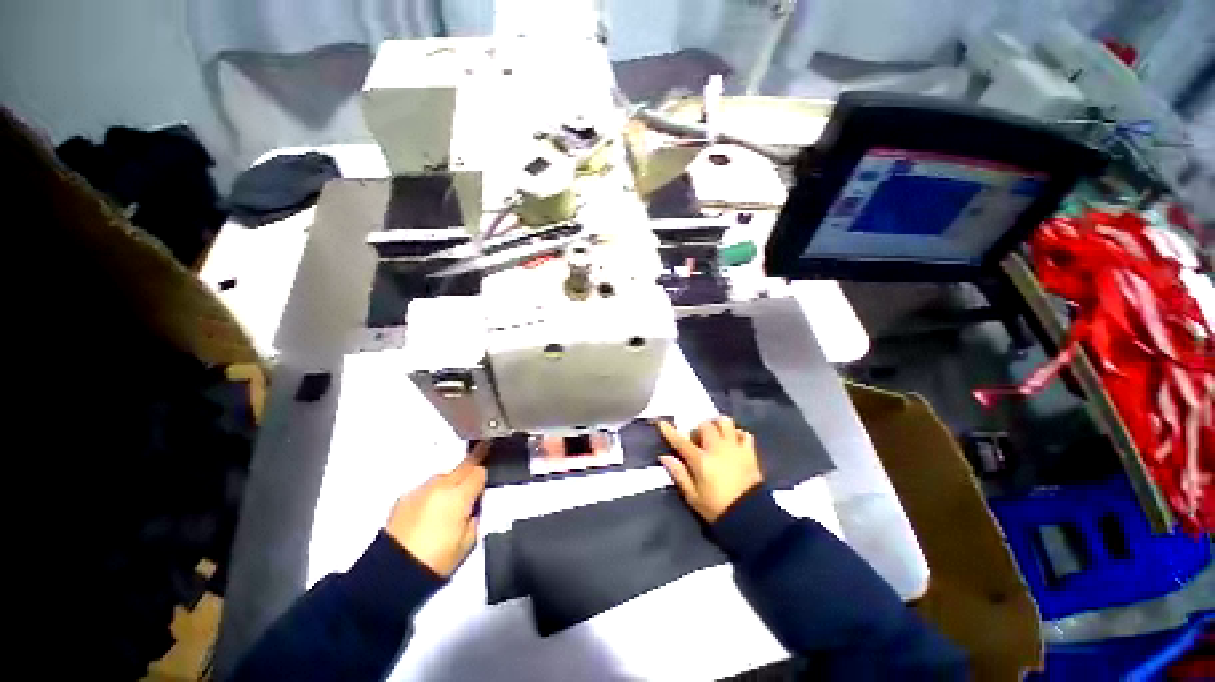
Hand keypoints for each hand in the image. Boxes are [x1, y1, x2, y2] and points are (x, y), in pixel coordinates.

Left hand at [384, 443, 487, 576]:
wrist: (393, 572)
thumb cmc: (437, 559)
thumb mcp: (469, 540)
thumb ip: (476, 514)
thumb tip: (475, 504)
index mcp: (459, 495)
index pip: (479, 471)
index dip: (484, 478)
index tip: (483, 486)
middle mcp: (440, 485)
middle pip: (463, 465)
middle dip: (470, 472)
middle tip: (472, 485)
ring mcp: (420, 490)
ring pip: (444, 476)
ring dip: (450, 484)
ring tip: (447, 506)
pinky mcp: (404, 497)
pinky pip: (426, 488)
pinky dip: (432, 495)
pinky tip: (429, 513)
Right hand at [658, 417, 762, 522]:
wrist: (750, 517)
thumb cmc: (717, 508)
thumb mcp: (693, 496)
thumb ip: (679, 474)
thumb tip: (664, 457)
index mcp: (701, 460)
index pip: (681, 441)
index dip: (670, 431)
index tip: (662, 423)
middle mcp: (717, 448)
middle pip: (705, 425)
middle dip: (698, 429)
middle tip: (697, 440)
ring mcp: (735, 448)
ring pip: (725, 422)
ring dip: (718, 425)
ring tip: (715, 435)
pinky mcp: (749, 452)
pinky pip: (744, 433)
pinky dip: (737, 434)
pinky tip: (733, 441)